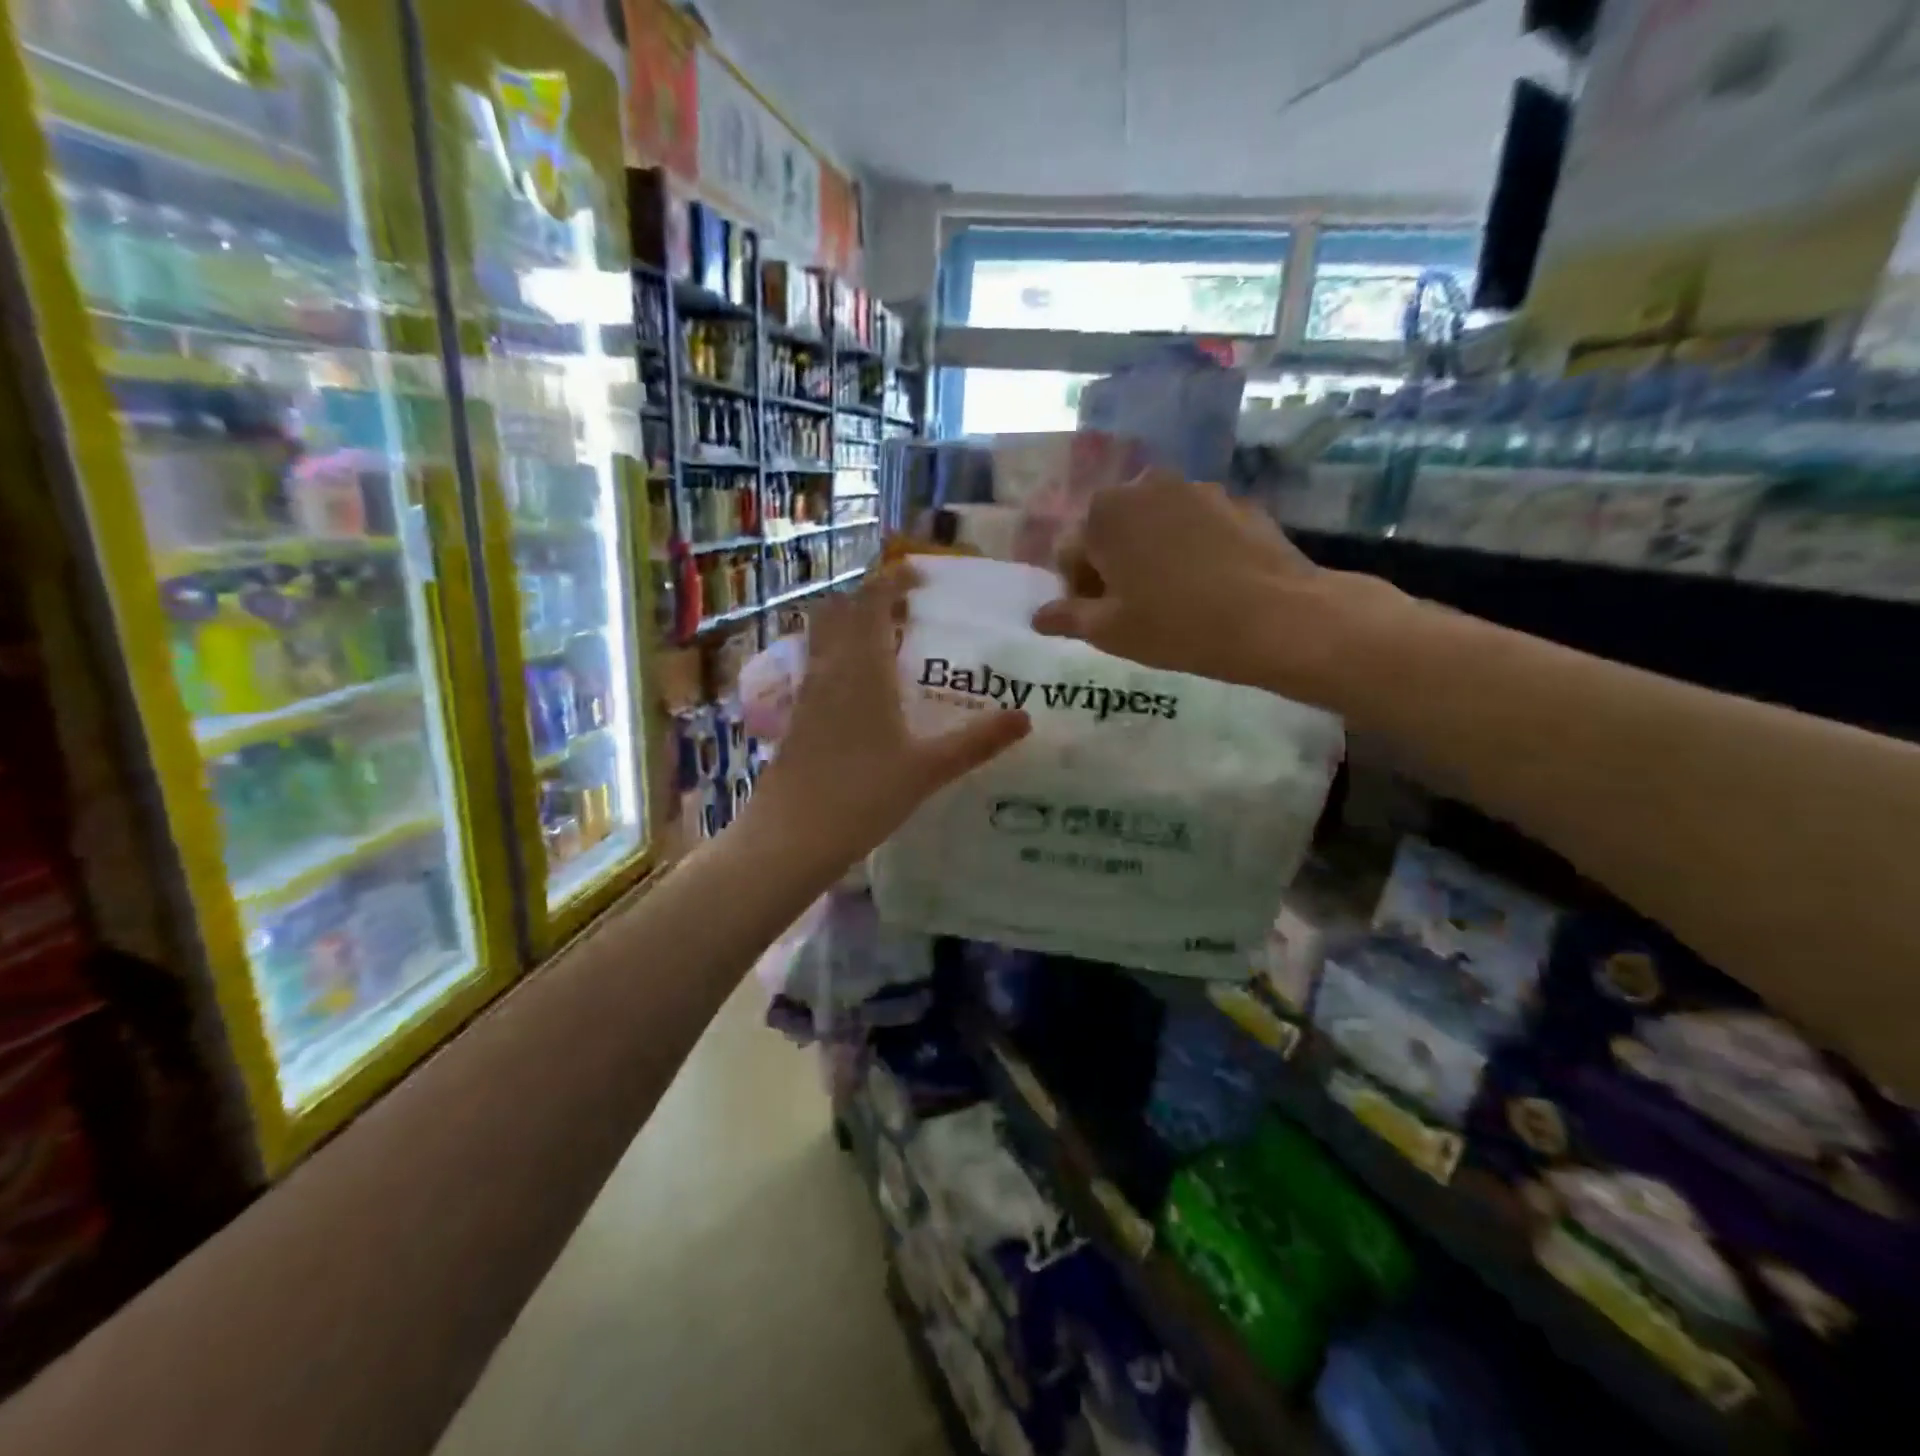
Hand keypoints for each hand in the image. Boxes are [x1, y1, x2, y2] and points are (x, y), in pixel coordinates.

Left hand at [749, 565, 1029, 866]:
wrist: (792, 836)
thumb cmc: (863, 795)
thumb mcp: (929, 769)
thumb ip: (977, 741)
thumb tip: (1025, 717)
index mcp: (862, 669)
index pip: (870, 603)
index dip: (891, 582)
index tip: (917, 577)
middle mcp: (830, 670)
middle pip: (839, 612)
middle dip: (868, 601)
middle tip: (904, 612)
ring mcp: (806, 694)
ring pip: (822, 639)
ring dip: (849, 628)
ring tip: (886, 645)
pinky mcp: (795, 718)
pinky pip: (816, 668)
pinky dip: (838, 659)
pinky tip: (860, 692)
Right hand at [1031, 470, 1393, 700]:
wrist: (1275, 616)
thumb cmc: (1176, 625)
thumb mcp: (1110, 631)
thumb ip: (1067, 617)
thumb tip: (1038, 616)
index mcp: (1104, 514)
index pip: (1070, 552)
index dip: (1079, 589)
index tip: (1100, 617)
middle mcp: (1144, 486)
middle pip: (1111, 530)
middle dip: (1113, 564)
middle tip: (1134, 606)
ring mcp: (1195, 488)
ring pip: (1153, 525)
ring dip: (1150, 553)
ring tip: (1173, 595)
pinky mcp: (1235, 501)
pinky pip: (1193, 525)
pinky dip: (1189, 547)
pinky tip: (1208, 583)